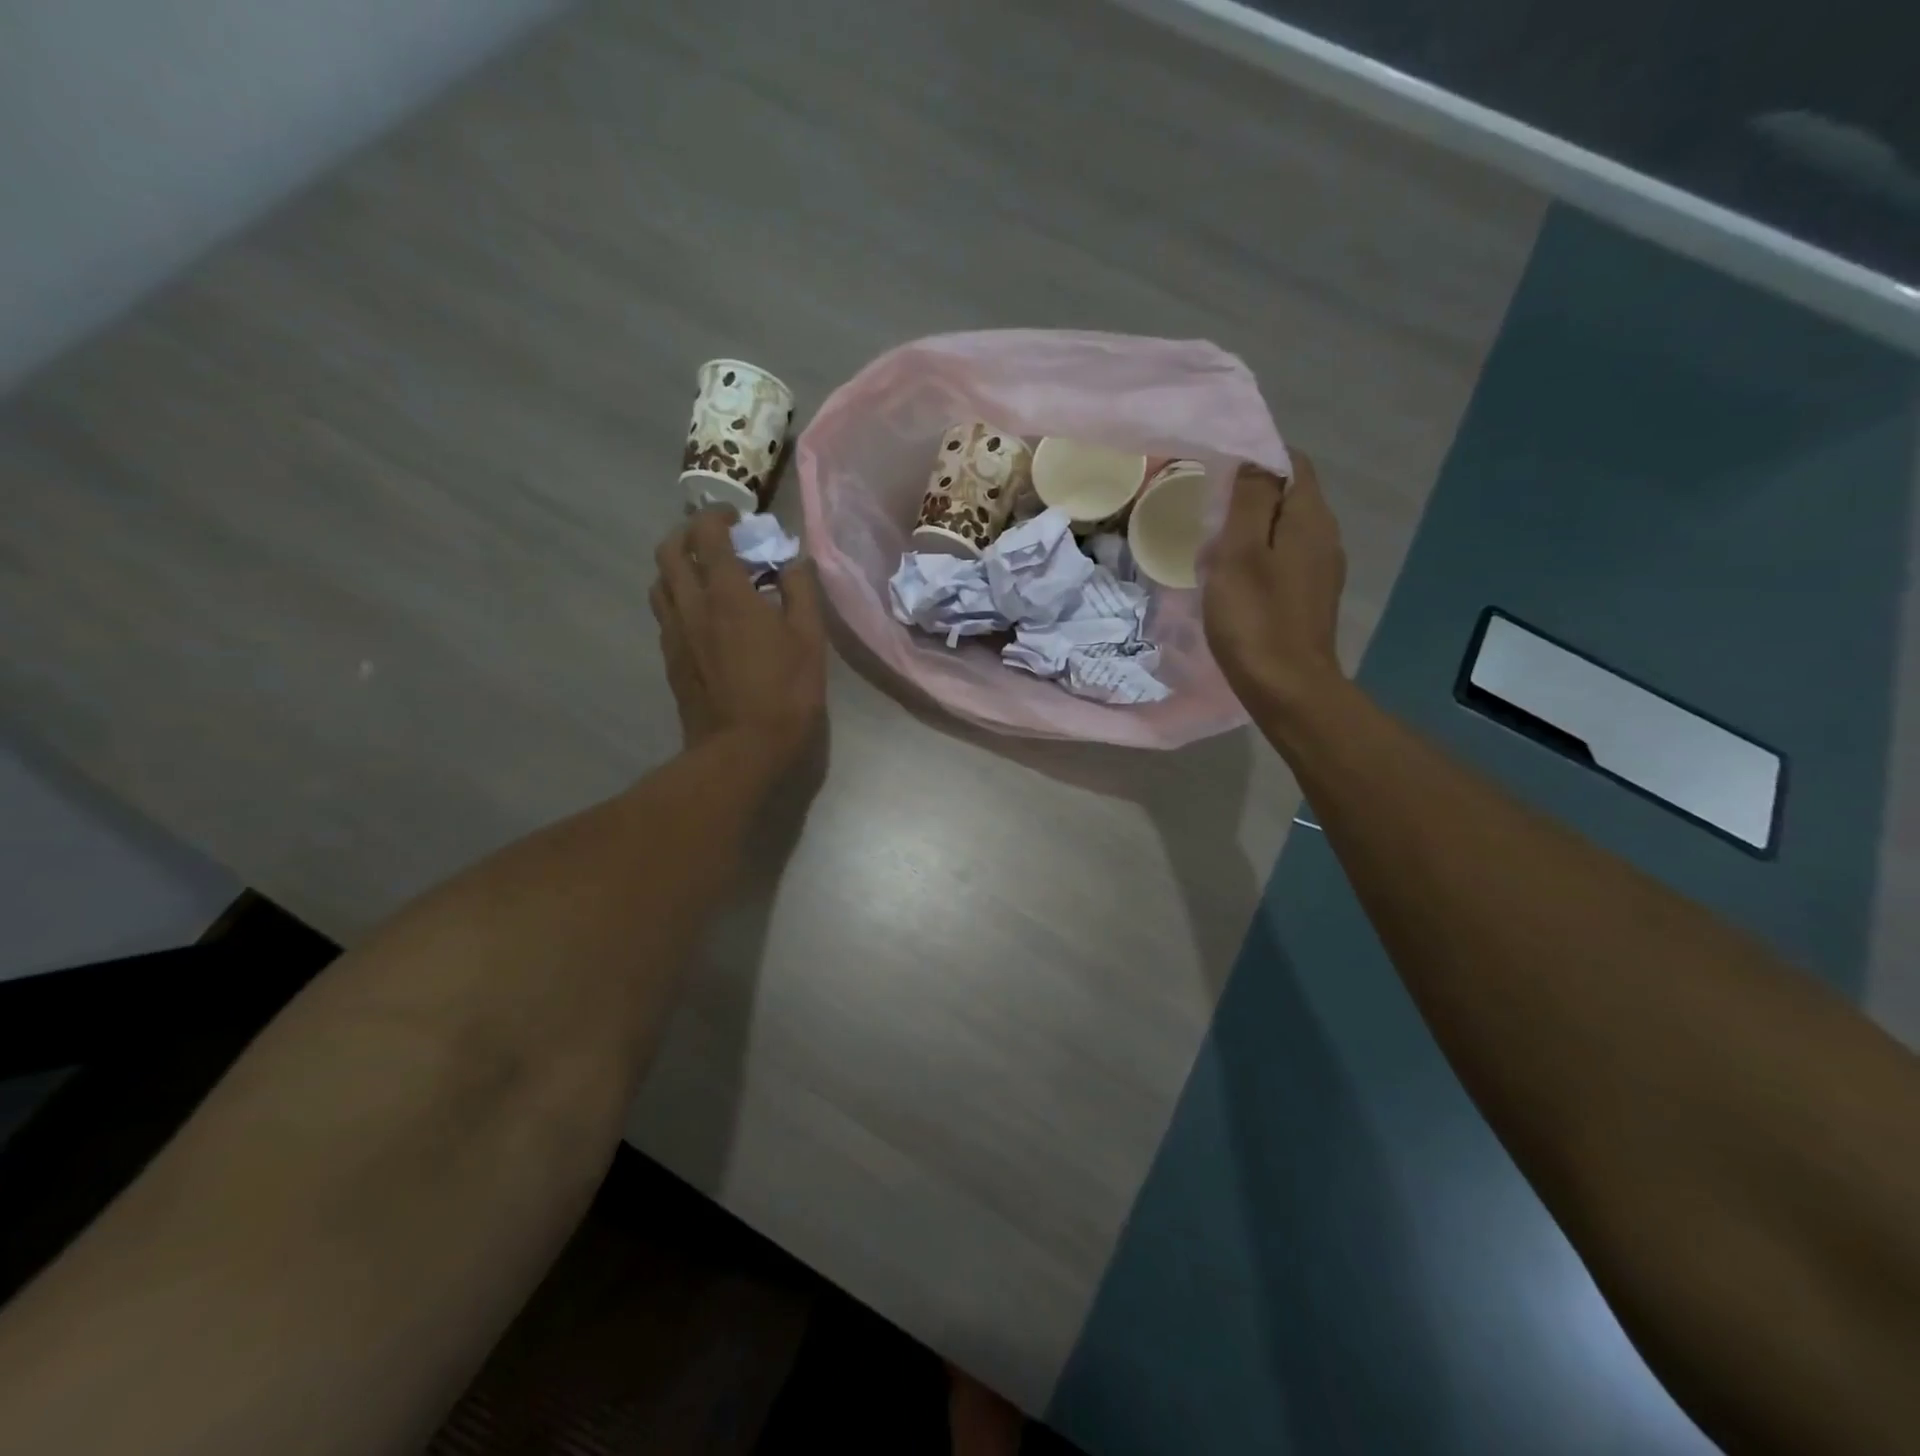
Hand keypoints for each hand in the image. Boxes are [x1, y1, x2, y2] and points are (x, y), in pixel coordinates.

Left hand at [650, 508, 826, 772]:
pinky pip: (665, 614)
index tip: (737, 517)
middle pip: (669, 551)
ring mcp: (674, 634)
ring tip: (705, 575)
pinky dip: (679, 599)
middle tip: (714, 539)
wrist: (741, 750)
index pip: (708, 534)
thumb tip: (793, 562)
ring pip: (660, 582)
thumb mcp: (809, 639)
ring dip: (678, 566)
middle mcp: (691, 605)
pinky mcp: (670, 659)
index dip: (718, 516)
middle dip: (688, 533)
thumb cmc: (785, 693)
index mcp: (726, 594)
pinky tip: (702, 616)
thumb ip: (801, 592)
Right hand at [1202, 451, 1346, 713]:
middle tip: (1208, 516)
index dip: (1255, 459)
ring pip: (1284, 530)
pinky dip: (1259, 559)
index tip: (1217, 476)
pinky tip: (1234, 582)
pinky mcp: (1311, 597)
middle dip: (1249, 497)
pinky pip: (1284, 560)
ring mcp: (1321, 570)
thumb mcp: (1240, 552)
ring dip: (1251, 532)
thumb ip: (1250, 500)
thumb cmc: (1256, 619)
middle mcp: (1325, 536)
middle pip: (1288, 495)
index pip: (1291, 462)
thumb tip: (1254, 462)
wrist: (1287, 688)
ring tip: (1214, 551)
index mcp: (1310, 518)